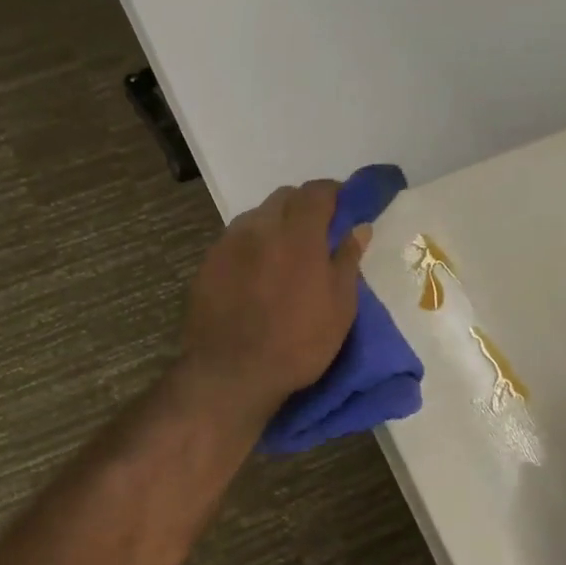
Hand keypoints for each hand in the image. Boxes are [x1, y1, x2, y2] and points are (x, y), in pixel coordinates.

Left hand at [180, 180, 369, 421]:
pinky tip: (254, 274)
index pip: (316, 192)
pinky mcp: (206, 264)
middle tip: (315, 234)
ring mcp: (227, 243)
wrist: (230, 373)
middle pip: (283, 198)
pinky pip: (234, 241)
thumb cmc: (297, 343)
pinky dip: (250, 247)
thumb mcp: (339, 307)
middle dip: (302, 207)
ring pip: (256, 217)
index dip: (333, 193)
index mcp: (297, 233)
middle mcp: (259, 227)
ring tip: (282, 256)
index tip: (343, 207)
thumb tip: (358, 227)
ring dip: (273, 225)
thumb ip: (347, 260)